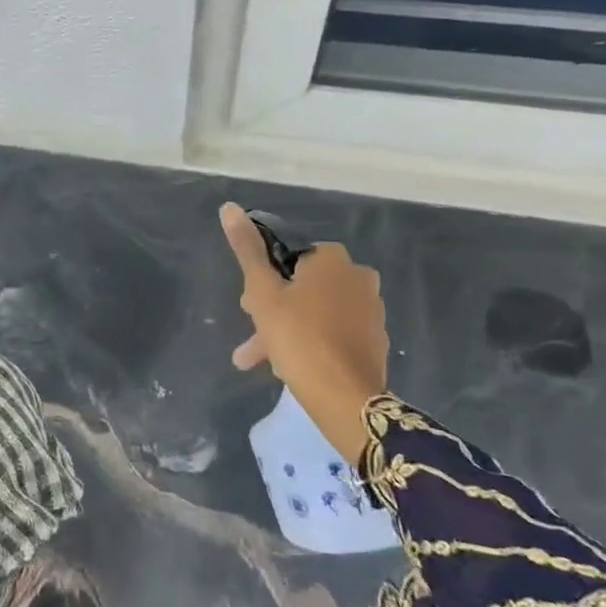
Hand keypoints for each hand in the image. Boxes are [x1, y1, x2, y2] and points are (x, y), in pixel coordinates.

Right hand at [219, 202, 389, 458]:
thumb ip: (247, 249)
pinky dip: (311, 342)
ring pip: (315, 312)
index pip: (287, 257)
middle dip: (272, 309)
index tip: (248, 307)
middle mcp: (357, 277)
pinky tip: (291, 366)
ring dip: (286, 330)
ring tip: (260, 360)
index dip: (263, 280)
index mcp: (332, 259)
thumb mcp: (262, 292)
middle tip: (252, 336)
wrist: (346, 399)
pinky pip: (333, 332)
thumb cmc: (298, 337)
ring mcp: (370, 310)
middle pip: (301, 286)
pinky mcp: (375, 340)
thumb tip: (230, 207)